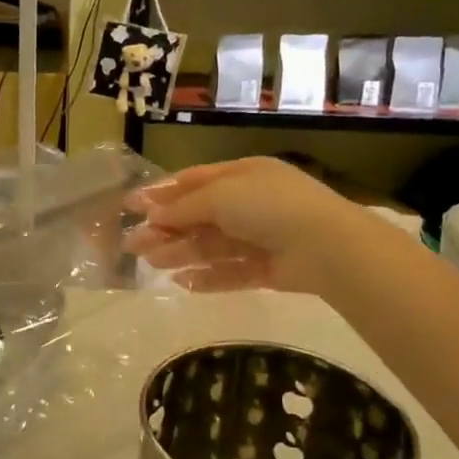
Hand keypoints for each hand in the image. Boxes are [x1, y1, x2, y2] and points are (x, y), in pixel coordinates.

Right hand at [125, 157, 392, 294]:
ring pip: (212, 246)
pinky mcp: (268, 269)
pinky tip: (182, 283)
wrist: (327, 246)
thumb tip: (152, 216)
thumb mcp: (221, 196)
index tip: (131, 205)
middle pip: (199, 216)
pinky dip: (207, 277)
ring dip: (180, 253)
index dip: (163, 193)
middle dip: (166, 229)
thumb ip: (184, 207)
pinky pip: (231, 272)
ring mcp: (261, 238)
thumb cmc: (269, 206)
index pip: (195, 181)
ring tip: (151, 264)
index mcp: (243, 175)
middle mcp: (251, 203)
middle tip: (133, 244)